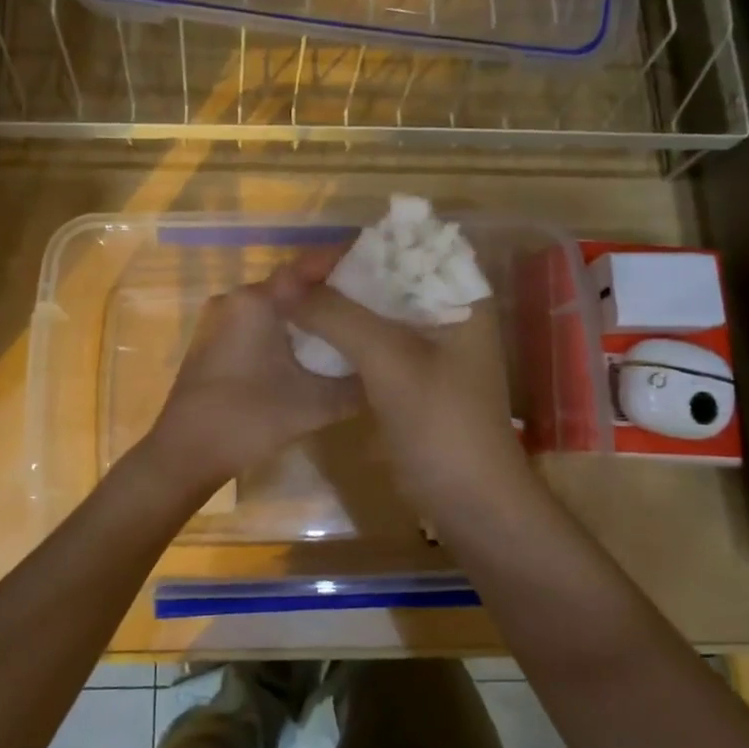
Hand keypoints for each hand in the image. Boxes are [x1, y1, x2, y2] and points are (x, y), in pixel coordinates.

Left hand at [144, 277, 363, 494]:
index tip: (378, 266)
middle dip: (330, 290)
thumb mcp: (315, 405)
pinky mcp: (213, 342)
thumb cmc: (248, 420)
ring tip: (347, 324)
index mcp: (257, 301)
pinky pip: (257, 323)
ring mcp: (219, 320)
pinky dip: (285, 329)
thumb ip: (356, 385)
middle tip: (370, 301)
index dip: (343, 262)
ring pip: (273, 305)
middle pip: (291, 285)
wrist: (184, 454)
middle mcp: (234, 299)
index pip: (307, 265)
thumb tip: (385, 371)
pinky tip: (310, 349)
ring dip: (306, 312)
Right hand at [269, 254, 541, 537]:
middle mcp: (444, 311)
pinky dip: (340, 334)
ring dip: (336, 305)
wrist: (468, 501)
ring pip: (373, 308)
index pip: (407, 247)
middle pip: (386, 276)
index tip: (310, 258)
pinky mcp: (408, 374)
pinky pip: (369, 339)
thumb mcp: (390, 360)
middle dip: (339, 276)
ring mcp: (427, 345)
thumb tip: (280, 284)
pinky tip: (307, 333)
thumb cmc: (441, 422)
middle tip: (290, 280)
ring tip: (291, 301)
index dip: (357, 246)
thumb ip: (337, 316)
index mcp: (459, 296)